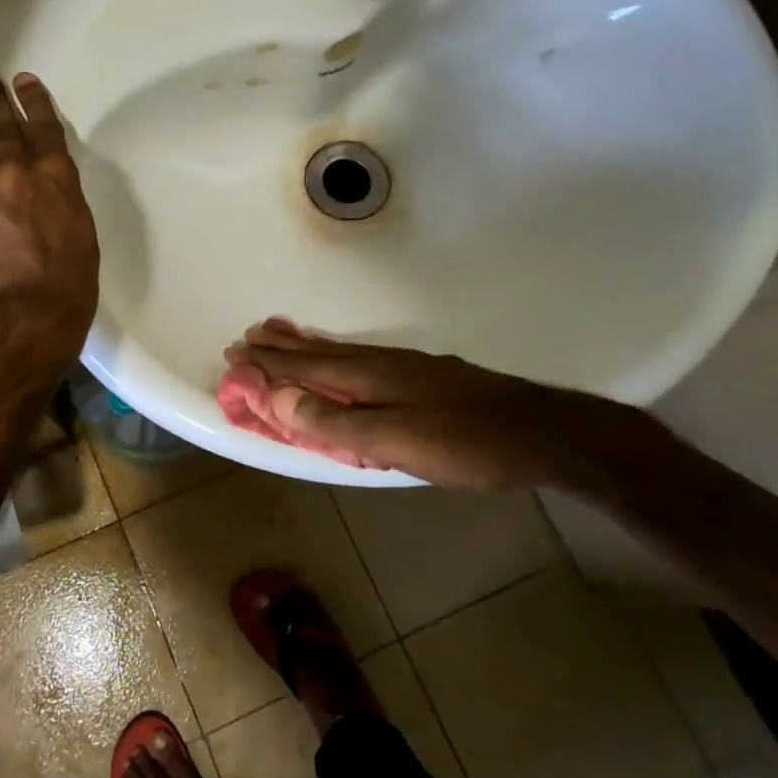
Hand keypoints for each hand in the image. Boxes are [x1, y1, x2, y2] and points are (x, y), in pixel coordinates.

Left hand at [0, 67, 99, 378]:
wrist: (23, 320)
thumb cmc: (70, 287)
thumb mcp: (81, 238)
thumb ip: (61, 206)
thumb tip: (46, 200)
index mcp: (57, 179)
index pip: (45, 128)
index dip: (35, 102)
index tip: (25, 81)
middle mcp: (16, 175)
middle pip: (2, 127)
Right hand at [220, 318, 577, 491]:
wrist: (543, 433)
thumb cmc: (466, 443)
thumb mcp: (395, 440)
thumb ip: (335, 422)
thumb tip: (277, 398)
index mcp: (369, 377)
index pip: (305, 369)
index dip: (269, 365)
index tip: (235, 356)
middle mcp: (382, 363)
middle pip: (320, 354)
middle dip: (281, 348)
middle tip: (248, 336)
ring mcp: (406, 367)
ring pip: (342, 352)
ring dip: (306, 345)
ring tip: (282, 334)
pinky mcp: (424, 376)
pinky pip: (363, 357)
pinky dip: (337, 352)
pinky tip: (345, 356)